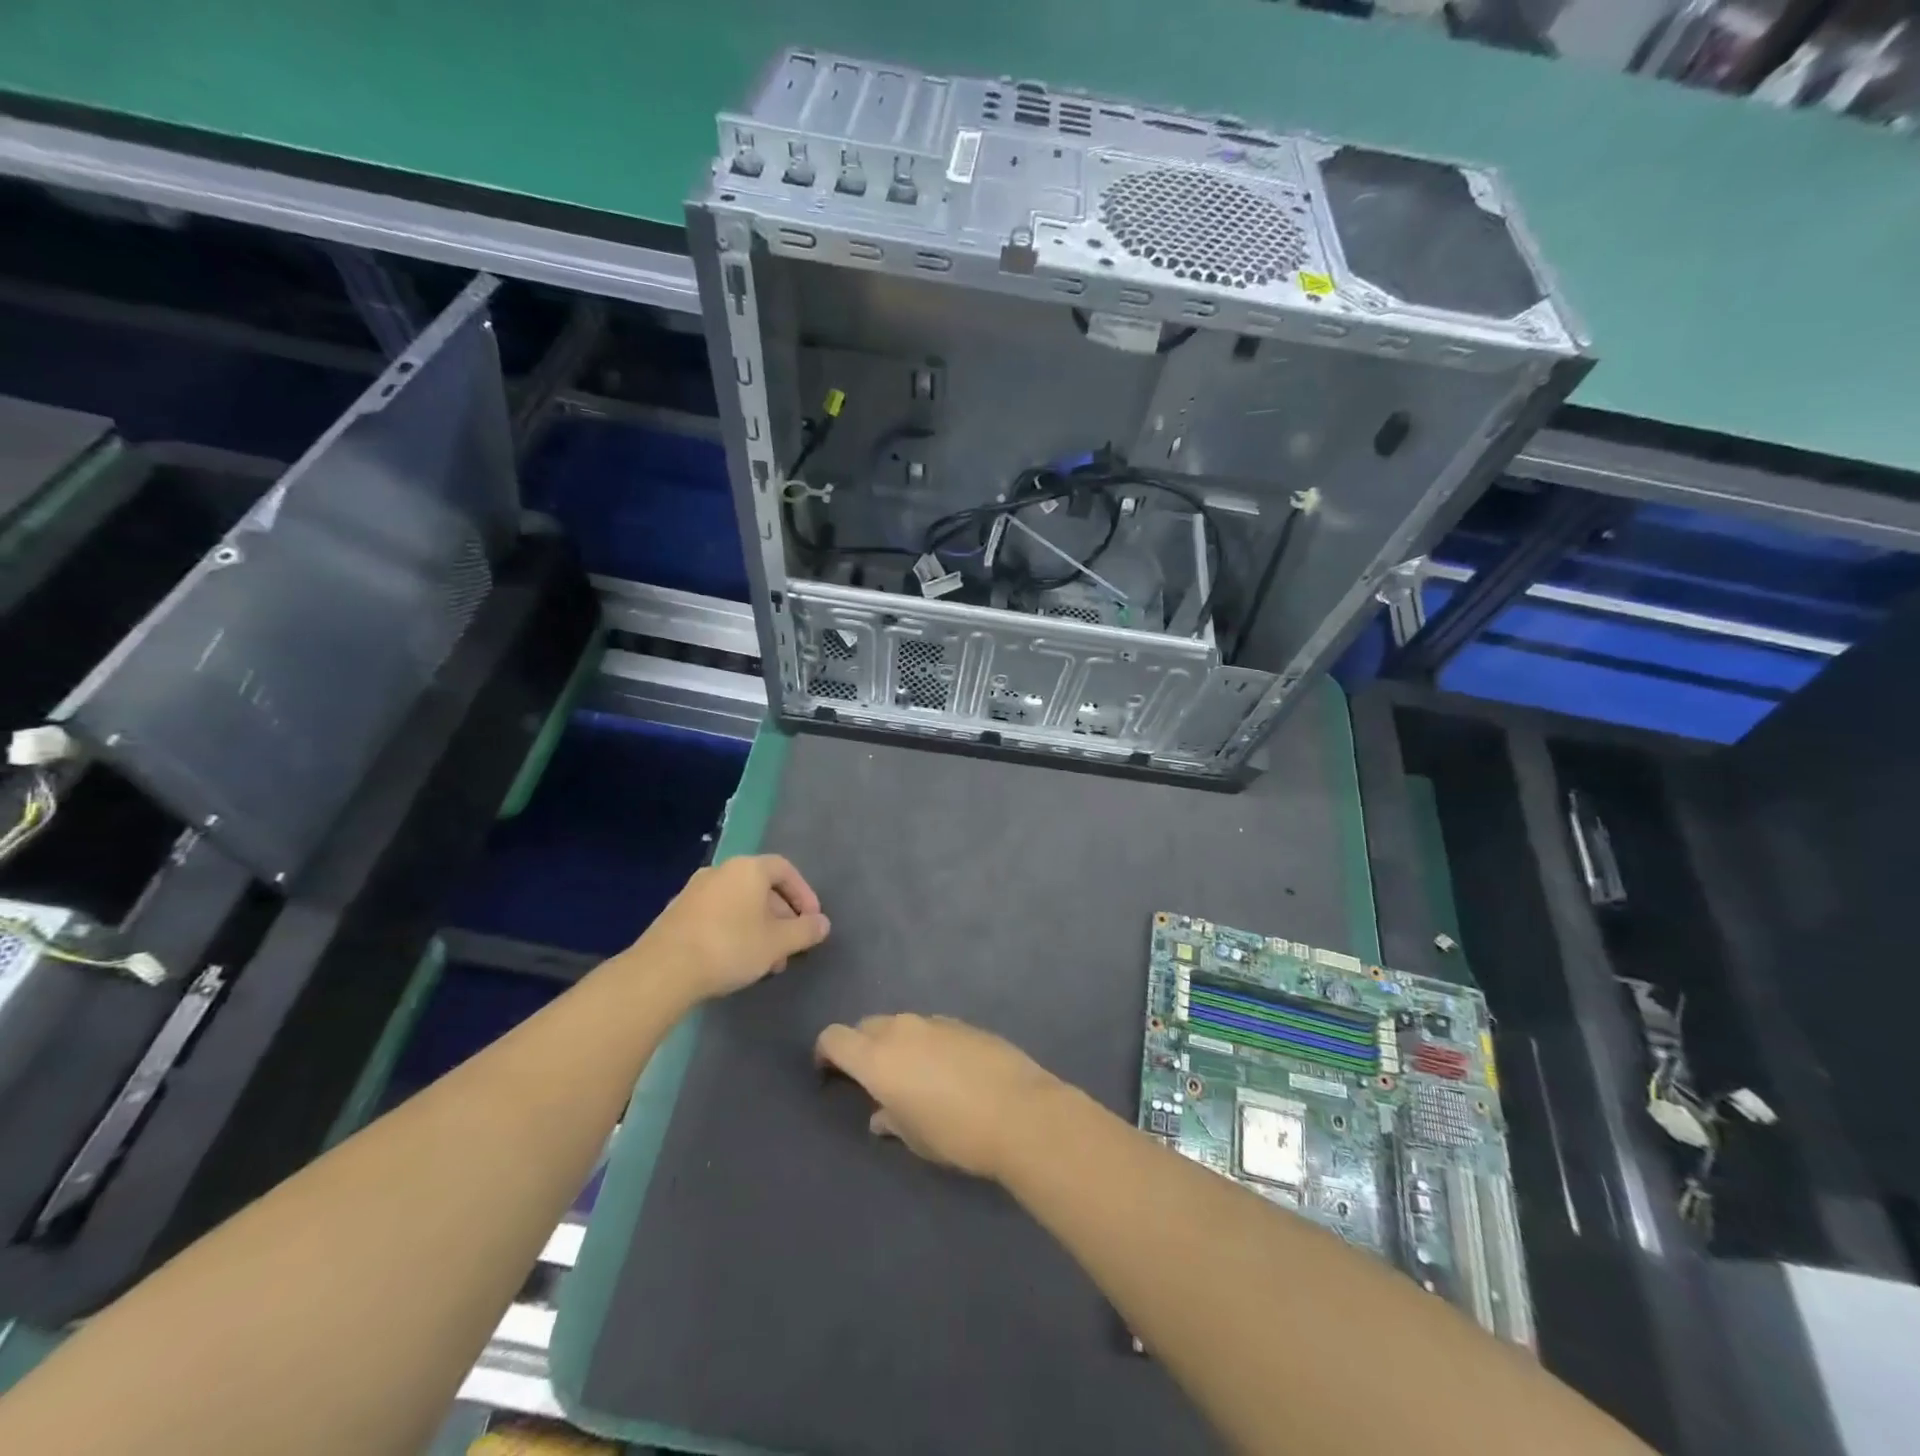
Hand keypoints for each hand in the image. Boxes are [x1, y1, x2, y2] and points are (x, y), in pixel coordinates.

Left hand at [629, 855, 829, 1002]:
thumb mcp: (778, 943)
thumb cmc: (730, 947)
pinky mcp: (677, 913)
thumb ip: (805, 931)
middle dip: (781, 916)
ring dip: (758, 927)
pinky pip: (717, 914)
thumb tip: (822, 923)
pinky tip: (736, 960)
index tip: (812, 922)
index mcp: (748, 868)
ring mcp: (695, 891)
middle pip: (761, 887)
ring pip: (739, 903)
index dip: (804, 894)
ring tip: (766, 960)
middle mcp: (720, 871)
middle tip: (790, 946)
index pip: (785, 870)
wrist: (663, 970)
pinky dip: (734, 930)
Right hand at [813, 1014, 1061, 1178]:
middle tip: (873, 1080)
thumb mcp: (915, 1138)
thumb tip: (881, 1114)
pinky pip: (931, 1028)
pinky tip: (947, 1071)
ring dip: (896, 1043)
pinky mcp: (964, 1023)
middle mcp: (901, 1030)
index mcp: (877, 1058)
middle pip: (866, 1026)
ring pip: (901, 1024)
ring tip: (914, 1077)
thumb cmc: (956, 1133)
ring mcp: (935, 1021)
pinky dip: (927, 1043)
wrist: (1020, 1112)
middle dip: (861, 1047)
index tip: (829, 1073)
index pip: (834, 1037)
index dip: (826, 1052)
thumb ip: (891, 1120)